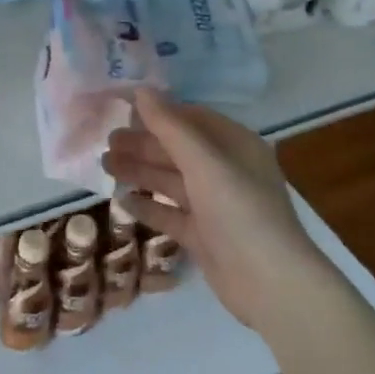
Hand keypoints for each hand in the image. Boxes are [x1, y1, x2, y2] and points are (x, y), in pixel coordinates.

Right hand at [101, 88, 326, 329]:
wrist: (270, 284)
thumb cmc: (240, 210)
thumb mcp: (204, 162)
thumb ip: (170, 127)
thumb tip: (141, 89)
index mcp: (235, 145)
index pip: (191, 118)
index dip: (158, 112)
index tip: (122, 107)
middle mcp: (226, 170)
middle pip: (178, 149)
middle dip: (143, 144)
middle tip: (106, 142)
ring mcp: (215, 205)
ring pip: (171, 180)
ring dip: (140, 171)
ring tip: (105, 165)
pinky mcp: (204, 236)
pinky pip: (171, 214)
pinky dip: (148, 206)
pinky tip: (121, 201)